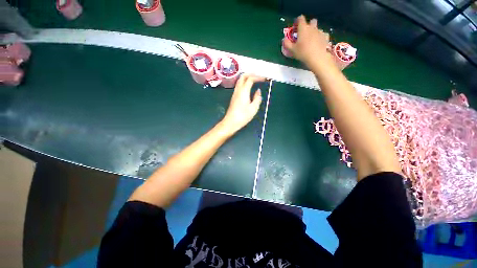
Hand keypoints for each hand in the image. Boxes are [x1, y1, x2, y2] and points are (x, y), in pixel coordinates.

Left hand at [221, 74, 264, 134]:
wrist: (231, 122)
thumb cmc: (243, 116)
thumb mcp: (253, 108)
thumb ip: (257, 98)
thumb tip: (258, 91)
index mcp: (244, 91)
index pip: (250, 79)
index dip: (258, 77)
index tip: (265, 78)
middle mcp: (238, 90)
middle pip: (243, 76)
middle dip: (251, 74)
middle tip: (259, 76)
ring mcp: (235, 93)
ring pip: (240, 81)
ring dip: (247, 78)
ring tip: (255, 80)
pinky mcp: (234, 97)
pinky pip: (239, 86)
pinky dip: (244, 83)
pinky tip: (249, 87)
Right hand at [283, 15, 332, 68]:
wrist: (317, 57)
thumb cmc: (303, 53)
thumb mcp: (292, 50)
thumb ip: (287, 44)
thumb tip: (284, 39)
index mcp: (303, 29)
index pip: (301, 19)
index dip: (298, 21)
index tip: (296, 26)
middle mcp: (312, 27)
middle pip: (311, 21)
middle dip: (308, 25)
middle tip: (304, 34)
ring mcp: (320, 31)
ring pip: (317, 28)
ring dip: (314, 32)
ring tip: (311, 41)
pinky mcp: (326, 37)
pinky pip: (323, 34)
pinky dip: (320, 37)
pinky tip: (318, 43)